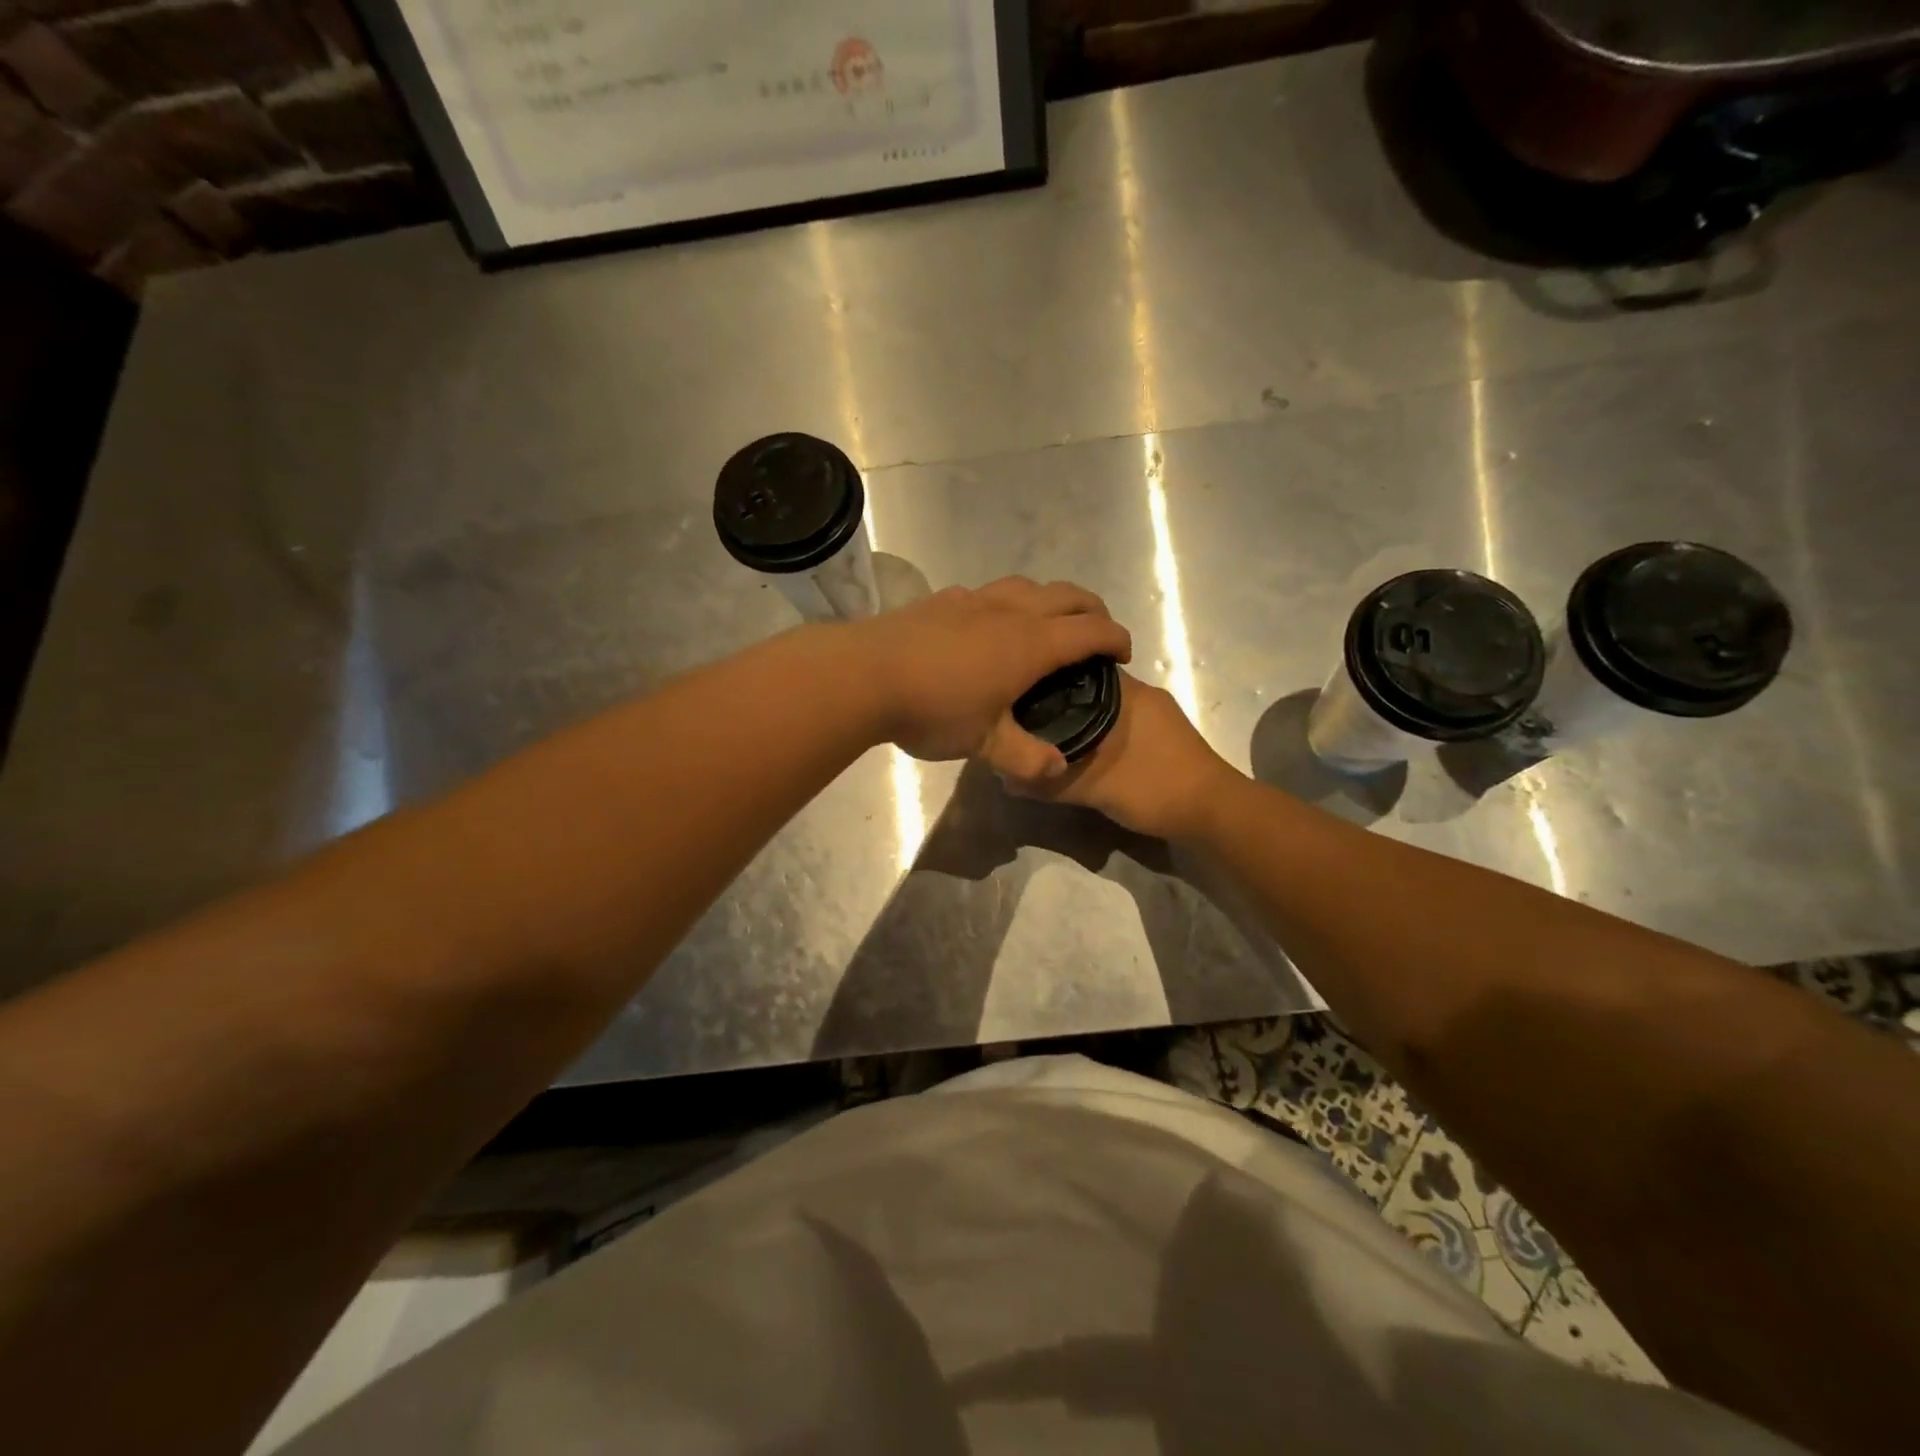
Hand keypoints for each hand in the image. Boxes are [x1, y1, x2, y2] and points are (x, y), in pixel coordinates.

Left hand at [852, 577, 1131, 771]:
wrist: (863, 675)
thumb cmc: (933, 709)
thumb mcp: (984, 744)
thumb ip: (1025, 758)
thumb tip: (1058, 769)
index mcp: (1030, 643)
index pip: (1090, 631)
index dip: (1115, 639)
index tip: (1124, 654)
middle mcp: (1009, 611)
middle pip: (1067, 595)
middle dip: (1092, 611)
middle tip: (1097, 634)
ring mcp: (973, 600)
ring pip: (1027, 586)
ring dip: (1051, 600)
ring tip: (1049, 624)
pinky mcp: (942, 600)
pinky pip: (989, 593)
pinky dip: (1009, 603)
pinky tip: (990, 624)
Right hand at [987, 670, 1242, 840]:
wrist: (1214, 813)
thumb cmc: (1154, 787)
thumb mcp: (1093, 788)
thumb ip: (1049, 783)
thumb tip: (1007, 778)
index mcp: (1128, 693)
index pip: (1078, 667)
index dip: (1048, 676)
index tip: (1020, 690)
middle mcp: (1144, 695)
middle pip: (1090, 688)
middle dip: (1060, 702)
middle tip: (1026, 719)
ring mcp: (1158, 717)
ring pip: (1108, 710)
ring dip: (1081, 722)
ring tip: (1046, 738)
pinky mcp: (1165, 739)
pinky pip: (1121, 727)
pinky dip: (1100, 736)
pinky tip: (1082, 755)